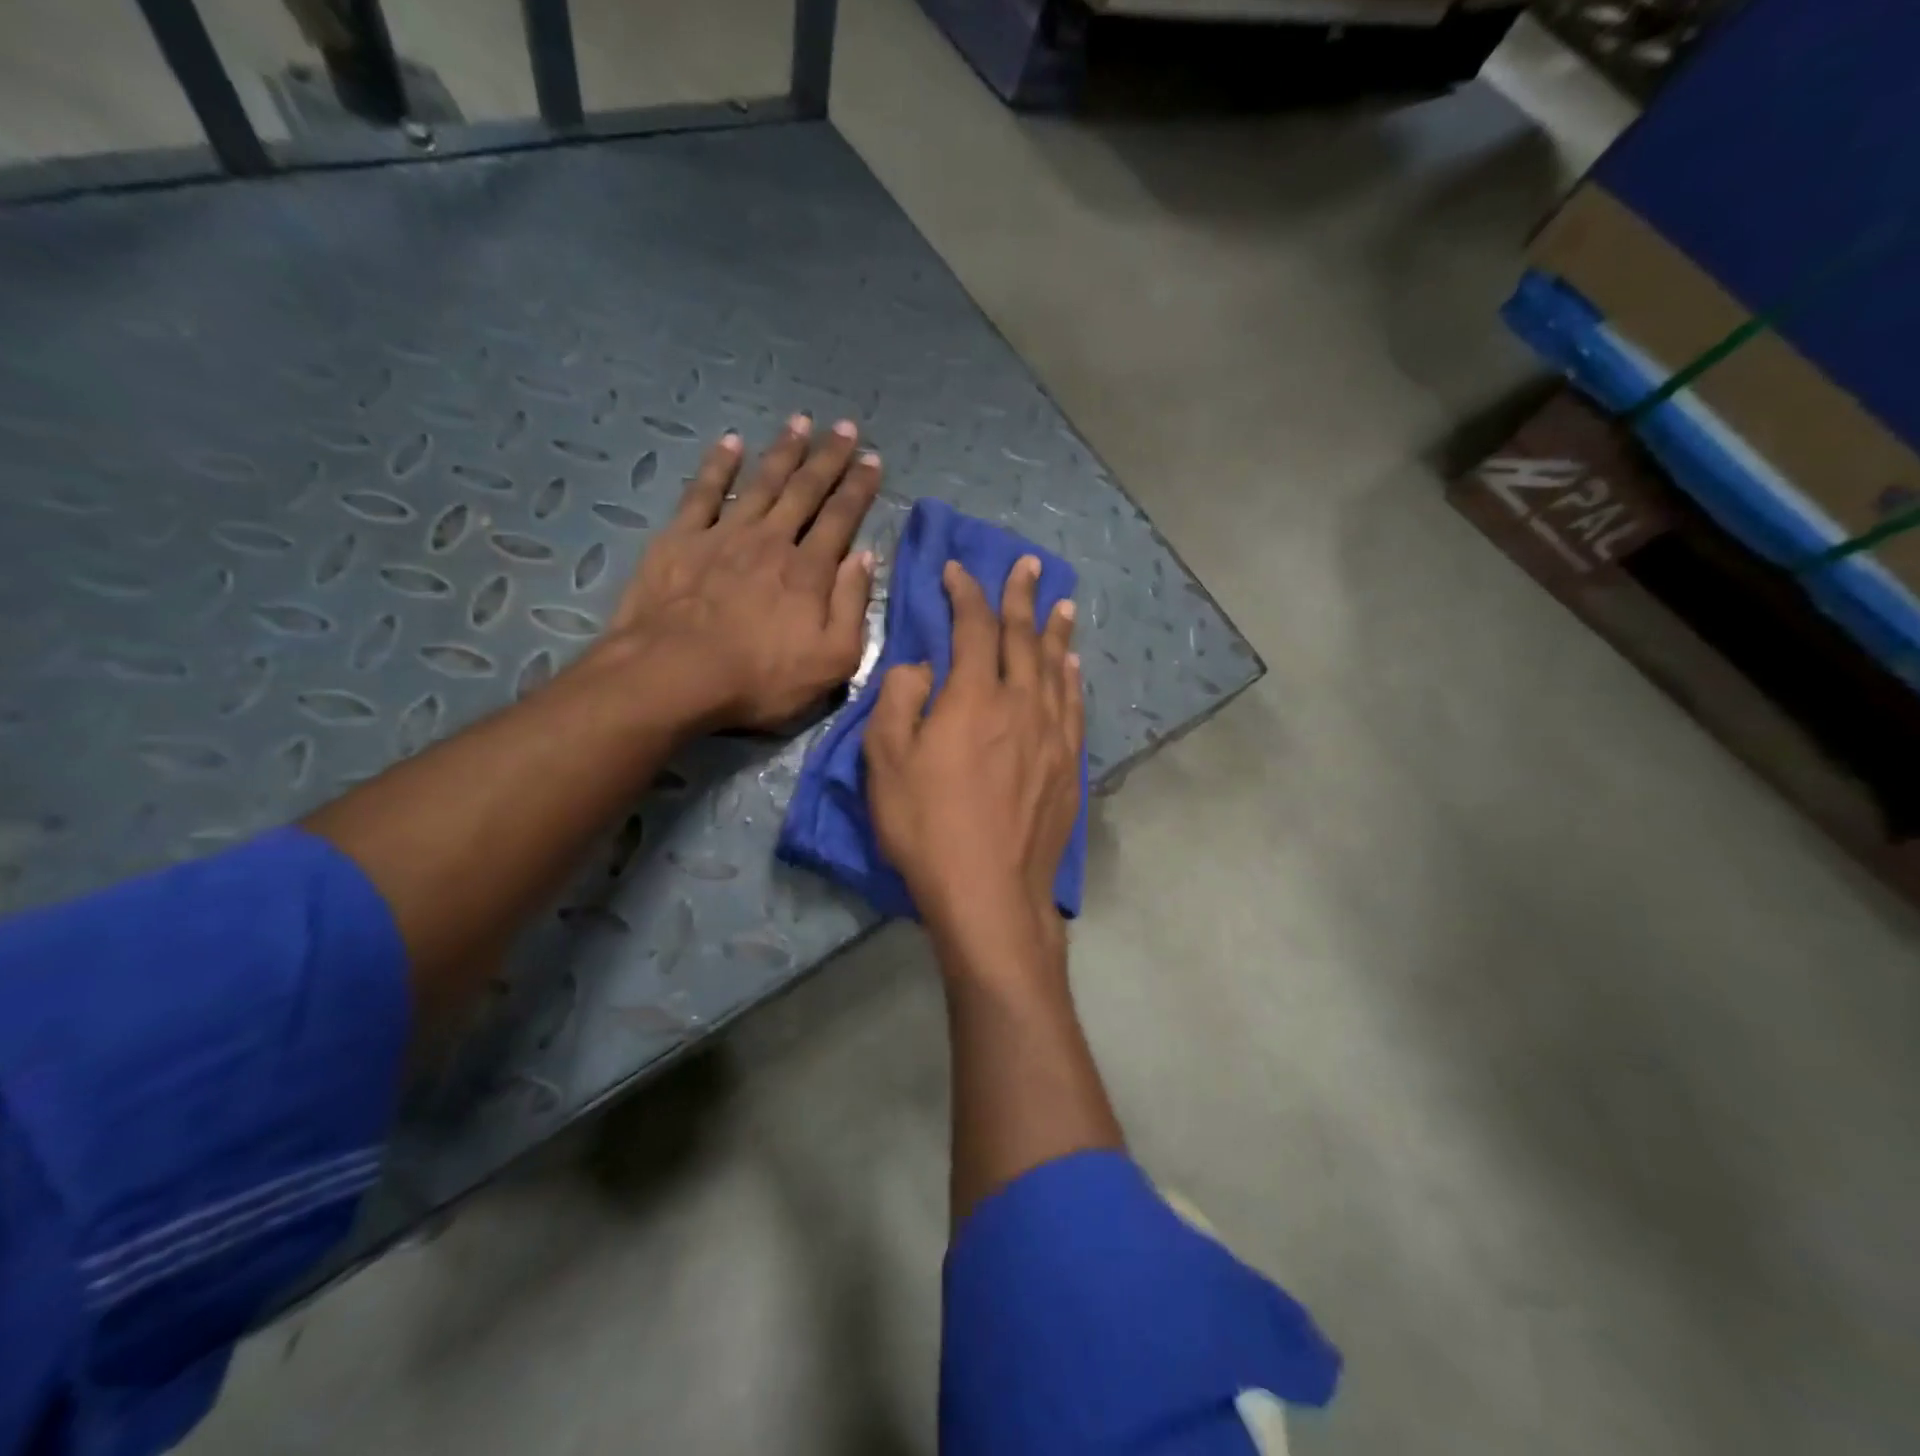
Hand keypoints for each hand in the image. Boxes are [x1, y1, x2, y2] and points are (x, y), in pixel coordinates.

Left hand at [603, 415, 880, 731]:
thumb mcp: (832, 660)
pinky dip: (718, 464)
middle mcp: (771, 540)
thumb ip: (853, 607)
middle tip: (845, 427)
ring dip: (783, 451)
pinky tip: (730, 442)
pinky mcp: (680, 538)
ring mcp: (723, 534)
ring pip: (761, 482)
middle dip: (828, 458)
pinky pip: (703, 491)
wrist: (674, 675)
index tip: (873, 460)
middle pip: (805, 490)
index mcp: (809, 571)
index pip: (841, 518)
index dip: (859, 488)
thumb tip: (865, 558)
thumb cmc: (760, 678)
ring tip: (800, 421)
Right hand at [864, 555, 1081, 941]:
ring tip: (1061, 603)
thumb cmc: (927, 827)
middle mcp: (1022, 703)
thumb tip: (920, 666)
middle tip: (1028, 565)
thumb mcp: (885, 761)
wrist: (990, 892)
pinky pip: (1074, 705)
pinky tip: (1072, 666)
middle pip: (1023, 637)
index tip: (958, 570)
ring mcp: (1053, 734)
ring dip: (1055, 630)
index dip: (965, 592)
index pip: (973, 626)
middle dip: (1021, 596)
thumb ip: (898, 699)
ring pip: (1057, 667)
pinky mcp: (1070, 766)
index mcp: (974, 696)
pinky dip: (1072, 677)